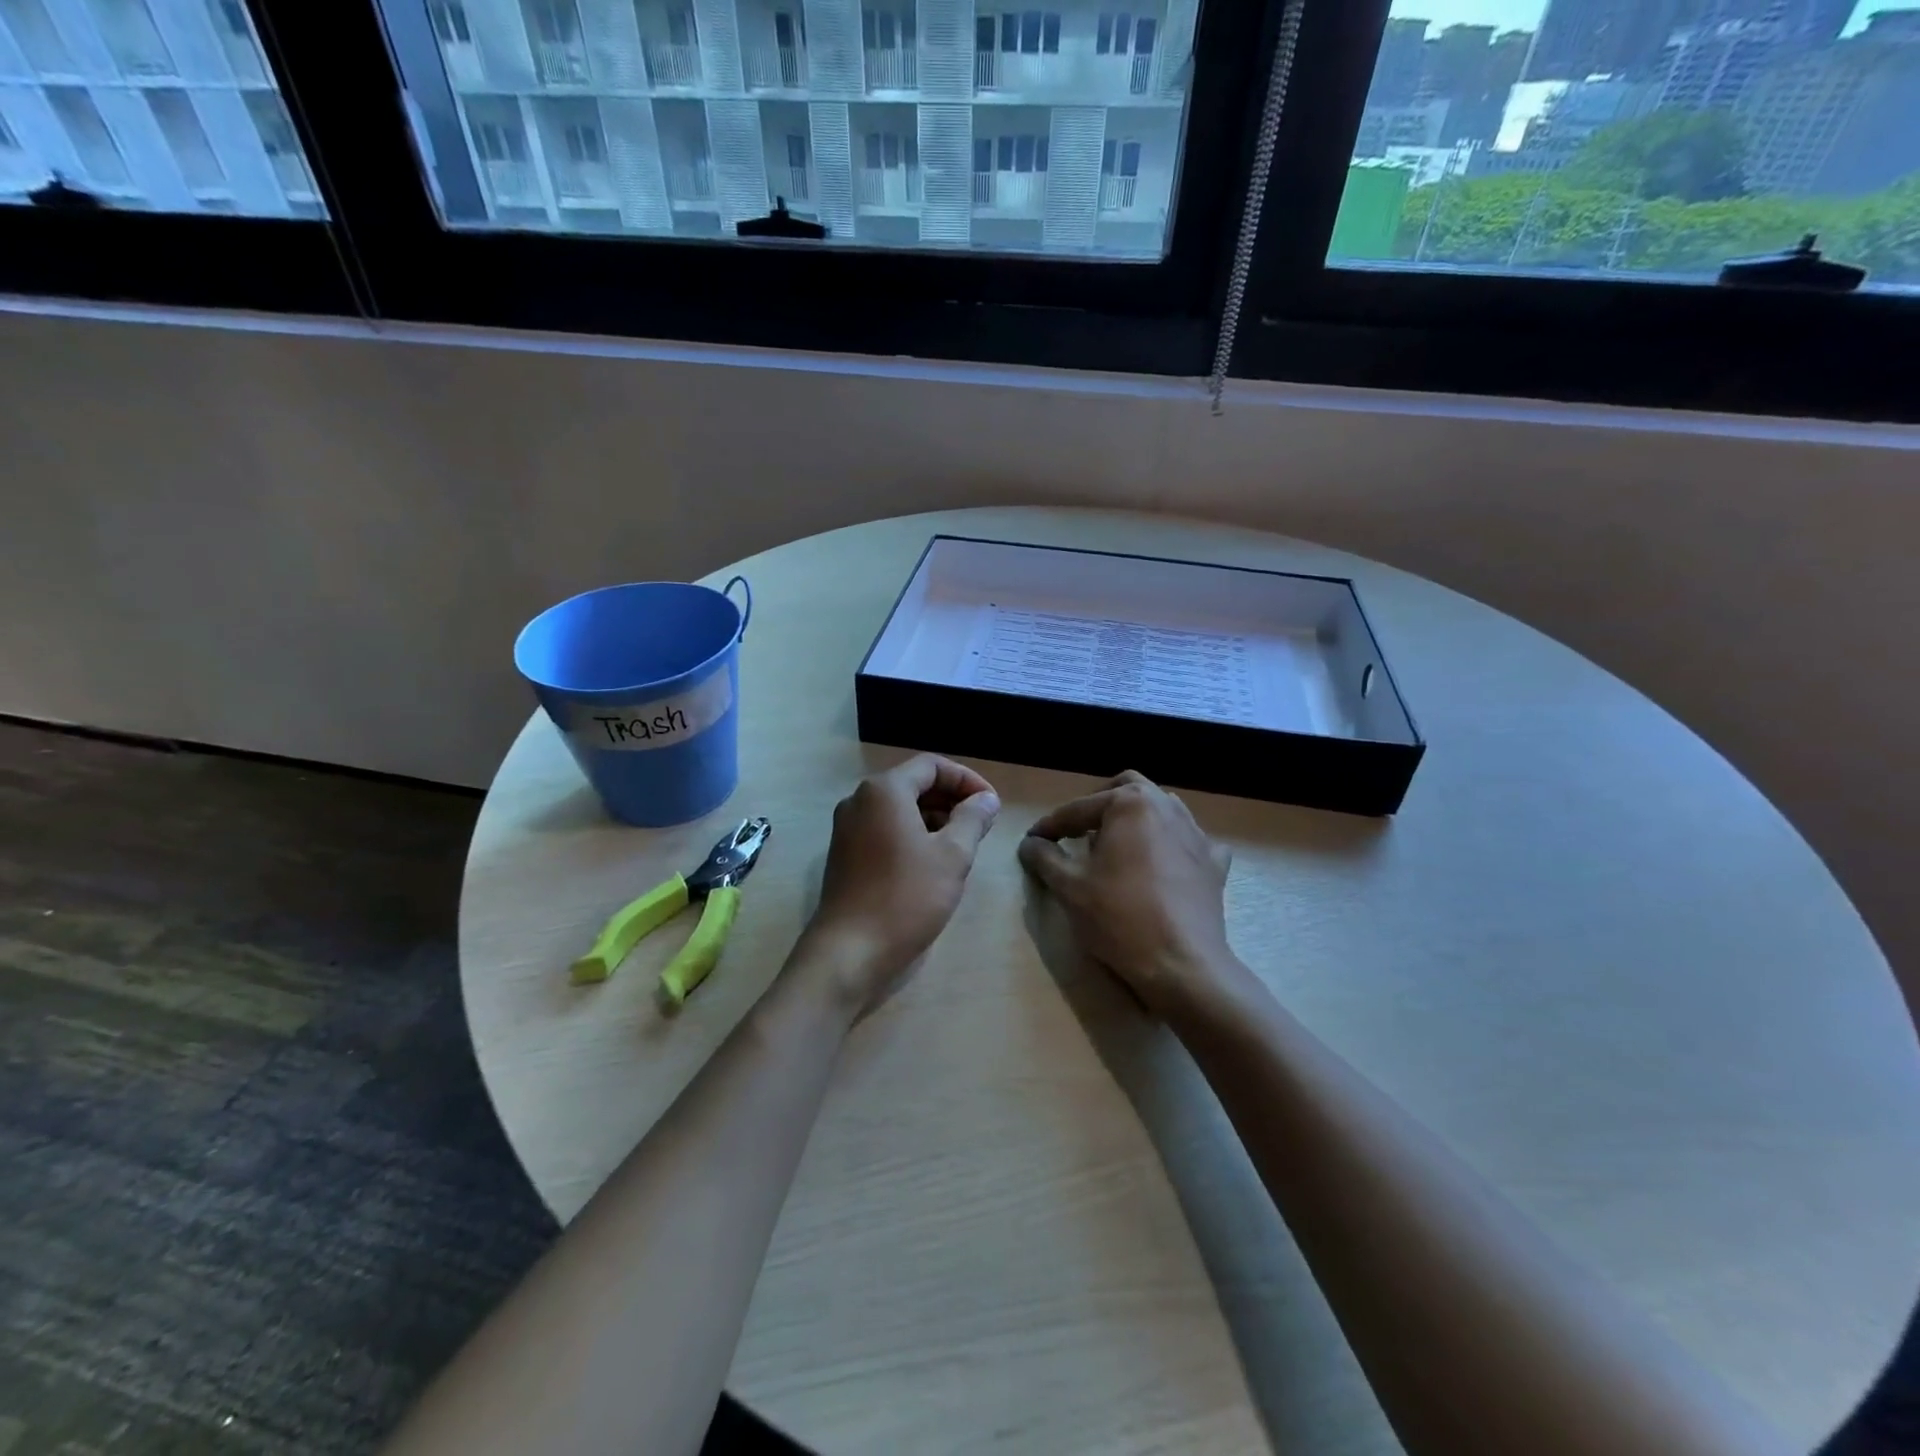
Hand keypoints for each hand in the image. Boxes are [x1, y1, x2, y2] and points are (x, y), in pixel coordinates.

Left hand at [798, 755, 999, 1013]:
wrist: (850, 952)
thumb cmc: (906, 897)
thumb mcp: (952, 856)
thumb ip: (973, 819)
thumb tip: (986, 799)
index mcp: (884, 791)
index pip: (932, 766)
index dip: (967, 780)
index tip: (992, 805)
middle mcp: (860, 801)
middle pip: (914, 785)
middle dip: (952, 800)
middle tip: (982, 826)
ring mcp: (848, 829)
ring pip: (900, 810)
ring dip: (935, 820)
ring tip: (964, 847)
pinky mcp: (846, 856)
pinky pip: (885, 832)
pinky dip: (913, 837)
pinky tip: (934, 865)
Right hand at [1018, 771, 1254, 1024]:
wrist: (1182, 964)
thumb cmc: (1120, 918)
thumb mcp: (1069, 887)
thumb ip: (1045, 857)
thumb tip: (1030, 843)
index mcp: (1129, 803)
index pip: (1078, 809)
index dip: (1050, 826)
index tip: (1032, 841)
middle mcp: (1166, 806)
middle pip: (1127, 789)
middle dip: (1099, 805)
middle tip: (1077, 831)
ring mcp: (1196, 833)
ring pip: (1161, 808)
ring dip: (1135, 818)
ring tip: (1116, 844)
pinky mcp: (1214, 862)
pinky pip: (1189, 839)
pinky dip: (1171, 843)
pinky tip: (1162, 863)